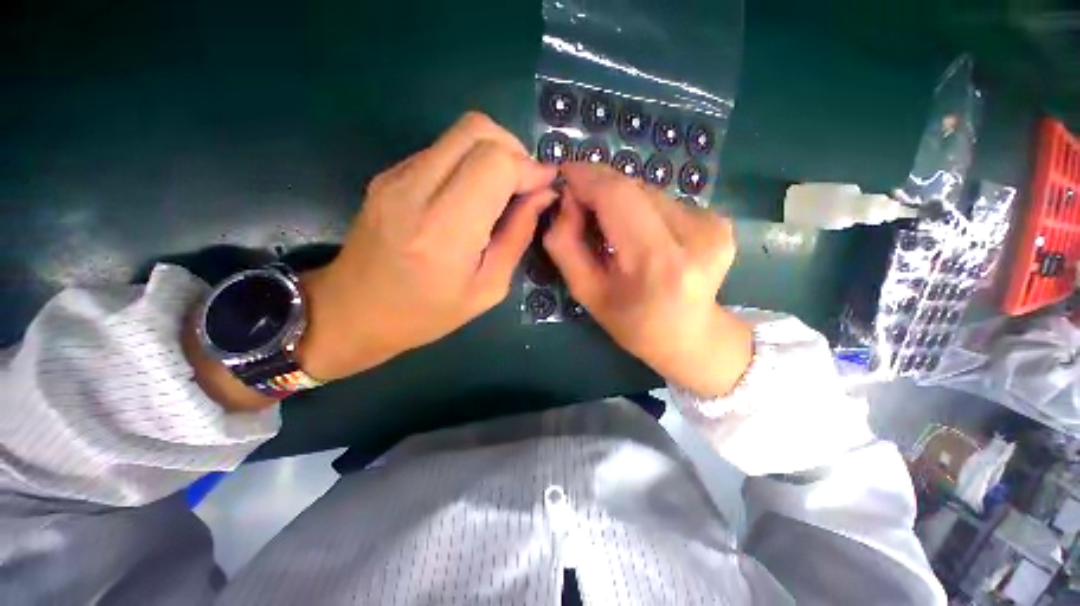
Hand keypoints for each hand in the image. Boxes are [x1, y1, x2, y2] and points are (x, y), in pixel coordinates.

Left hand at [297, 113, 556, 379]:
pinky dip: (469, 162)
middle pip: (477, 130)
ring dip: (493, 154)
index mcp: (444, 231)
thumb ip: (517, 236)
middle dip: (514, 150)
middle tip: (525, 185)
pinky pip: (441, 150)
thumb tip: (543, 196)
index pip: (495, 164)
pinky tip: (473, 195)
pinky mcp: (388, 174)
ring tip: (503, 191)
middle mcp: (415, 191)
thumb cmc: (426, 313)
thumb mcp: (487, 288)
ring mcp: (395, 176)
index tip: (545, 186)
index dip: (528, 167)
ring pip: (459, 133)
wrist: (353, 311)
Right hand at [543, 163, 751, 396]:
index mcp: (657, 262)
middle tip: (581, 207)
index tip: (564, 176)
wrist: (691, 336)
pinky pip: (666, 201)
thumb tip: (567, 200)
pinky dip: (643, 210)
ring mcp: (713, 224)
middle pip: (633, 188)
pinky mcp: (720, 220)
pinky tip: (642, 235)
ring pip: (648, 191)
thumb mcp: (586, 292)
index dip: (587, 178)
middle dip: (599, 189)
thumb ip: (565, 244)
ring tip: (614, 231)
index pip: (617, 196)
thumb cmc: (632, 322)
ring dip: (622, 202)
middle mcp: (695, 235)